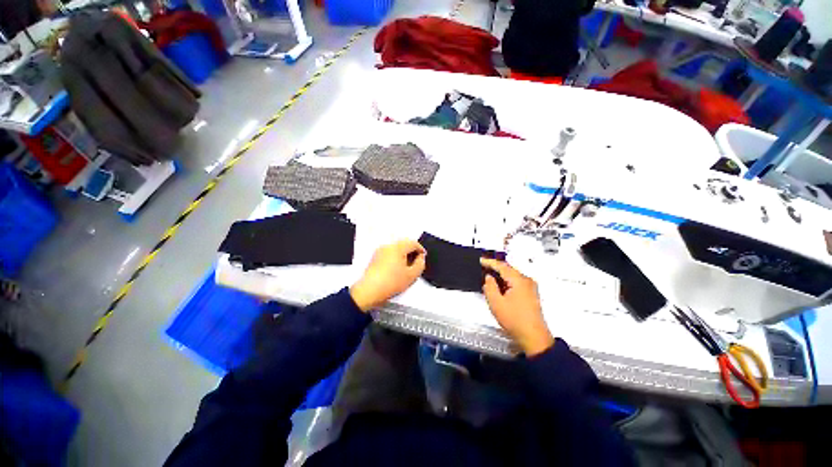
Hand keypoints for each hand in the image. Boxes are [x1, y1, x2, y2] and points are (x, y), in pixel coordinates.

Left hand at [350, 240, 425, 311]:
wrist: (370, 290)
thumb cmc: (391, 283)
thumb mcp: (412, 275)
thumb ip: (420, 264)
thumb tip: (420, 257)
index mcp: (398, 248)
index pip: (413, 243)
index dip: (420, 249)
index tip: (423, 257)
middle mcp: (388, 246)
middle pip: (404, 243)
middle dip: (412, 251)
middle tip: (416, 261)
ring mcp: (380, 251)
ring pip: (396, 248)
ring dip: (404, 254)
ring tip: (407, 266)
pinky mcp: (376, 257)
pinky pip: (389, 252)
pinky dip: (395, 257)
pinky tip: (397, 268)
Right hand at [480, 258, 553, 355]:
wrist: (533, 337)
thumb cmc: (515, 320)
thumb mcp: (496, 303)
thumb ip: (489, 286)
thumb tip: (489, 278)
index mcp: (519, 280)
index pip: (502, 266)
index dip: (489, 262)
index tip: (481, 260)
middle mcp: (527, 281)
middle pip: (508, 269)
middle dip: (495, 268)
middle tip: (483, 267)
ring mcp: (530, 287)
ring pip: (512, 276)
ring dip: (500, 276)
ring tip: (489, 277)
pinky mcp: (530, 294)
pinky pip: (516, 282)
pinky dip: (506, 282)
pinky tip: (499, 287)